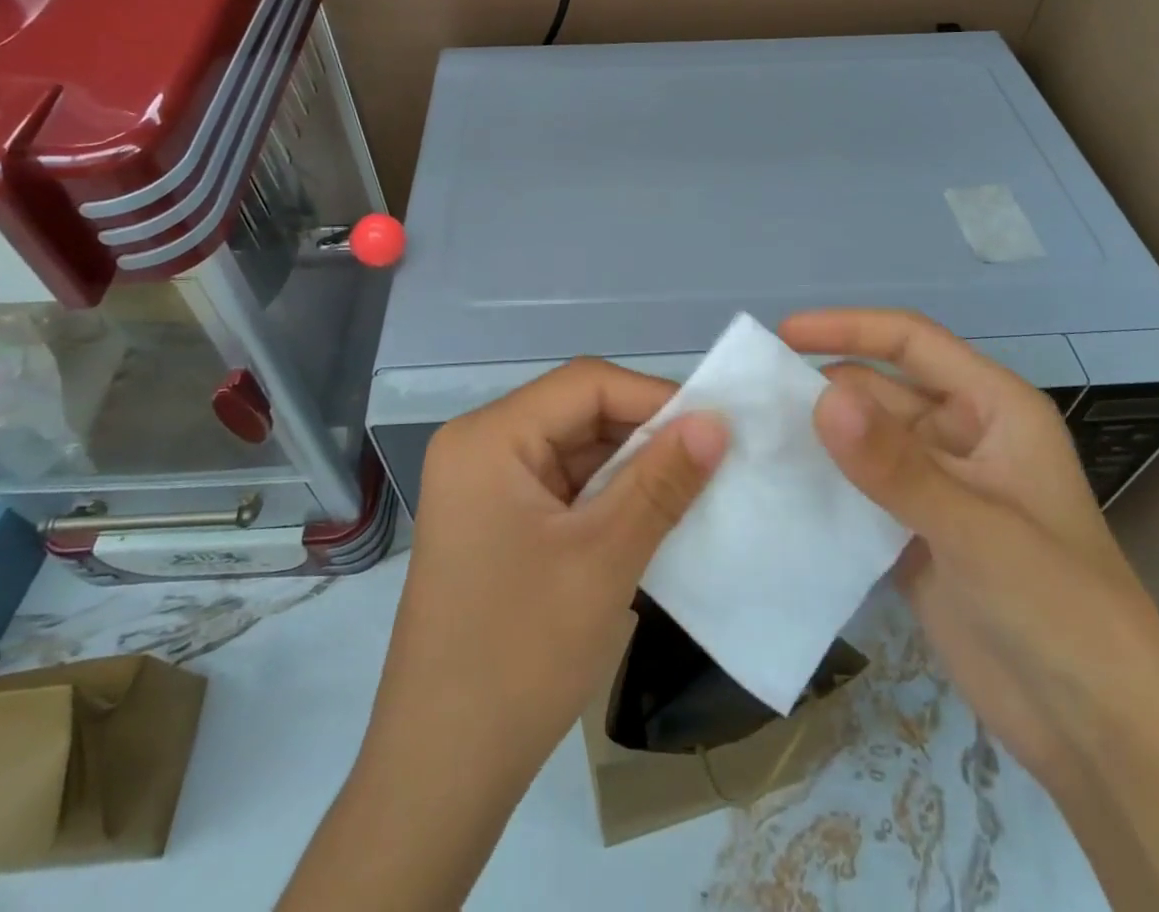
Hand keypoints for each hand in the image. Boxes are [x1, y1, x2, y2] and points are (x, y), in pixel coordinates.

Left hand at [368, 358, 728, 786]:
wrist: (441, 774)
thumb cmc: (519, 656)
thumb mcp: (604, 560)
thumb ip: (662, 481)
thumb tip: (717, 420)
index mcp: (488, 437)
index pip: (585, 384)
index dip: (655, 397)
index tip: (717, 426)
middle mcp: (480, 447)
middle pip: (579, 413)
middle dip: (647, 434)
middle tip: (715, 458)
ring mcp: (485, 487)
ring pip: (576, 450)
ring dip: (633, 468)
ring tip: (694, 487)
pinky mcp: (497, 523)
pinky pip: (564, 487)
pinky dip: (609, 497)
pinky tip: (652, 516)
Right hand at [779, 308, 1158, 787]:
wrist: (1097, 734)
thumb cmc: (1060, 611)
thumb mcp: (976, 530)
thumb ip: (895, 465)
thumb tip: (821, 396)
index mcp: (993, 409)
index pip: (911, 342)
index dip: (847, 328)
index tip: (782, 334)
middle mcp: (960, 435)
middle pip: (878, 390)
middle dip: (820, 389)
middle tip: (748, 401)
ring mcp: (934, 486)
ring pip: (862, 442)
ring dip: (815, 439)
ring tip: (748, 439)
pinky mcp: (912, 533)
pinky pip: (857, 491)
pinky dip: (822, 486)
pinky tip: (774, 490)